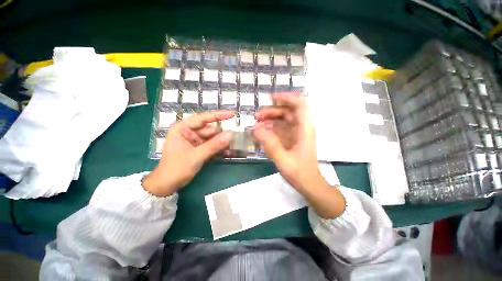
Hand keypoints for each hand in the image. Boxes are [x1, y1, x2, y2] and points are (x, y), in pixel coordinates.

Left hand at [143, 111, 233, 195]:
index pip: (203, 118)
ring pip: (212, 137)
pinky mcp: (198, 147)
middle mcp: (188, 132)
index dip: (219, 115)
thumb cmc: (176, 169)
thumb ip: (214, 145)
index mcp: (182, 128)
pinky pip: (211, 144)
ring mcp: (194, 140)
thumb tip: (230, 135)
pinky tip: (227, 150)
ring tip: (233, 144)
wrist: (167, 185)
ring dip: (222, 142)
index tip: (232, 114)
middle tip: (236, 136)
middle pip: (209, 129)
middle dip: (222, 133)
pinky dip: (218, 147)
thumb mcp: (196, 156)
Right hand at [254, 93, 320, 190]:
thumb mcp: (283, 159)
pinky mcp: (290, 139)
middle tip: (256, 117)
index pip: (300, 105)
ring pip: (282, 120)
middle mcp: (301, 128)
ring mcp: (295, 134)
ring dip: (268, 120)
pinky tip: (260, 133)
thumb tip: (256, 129)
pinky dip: (269, 129)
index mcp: (304, 129)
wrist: (309, 184)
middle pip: (287, 112)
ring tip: (255, 125)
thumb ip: (270, 144)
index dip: (287, 97)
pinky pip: (279, 129)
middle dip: (271, 112)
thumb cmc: (300, 173)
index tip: (271, 97)